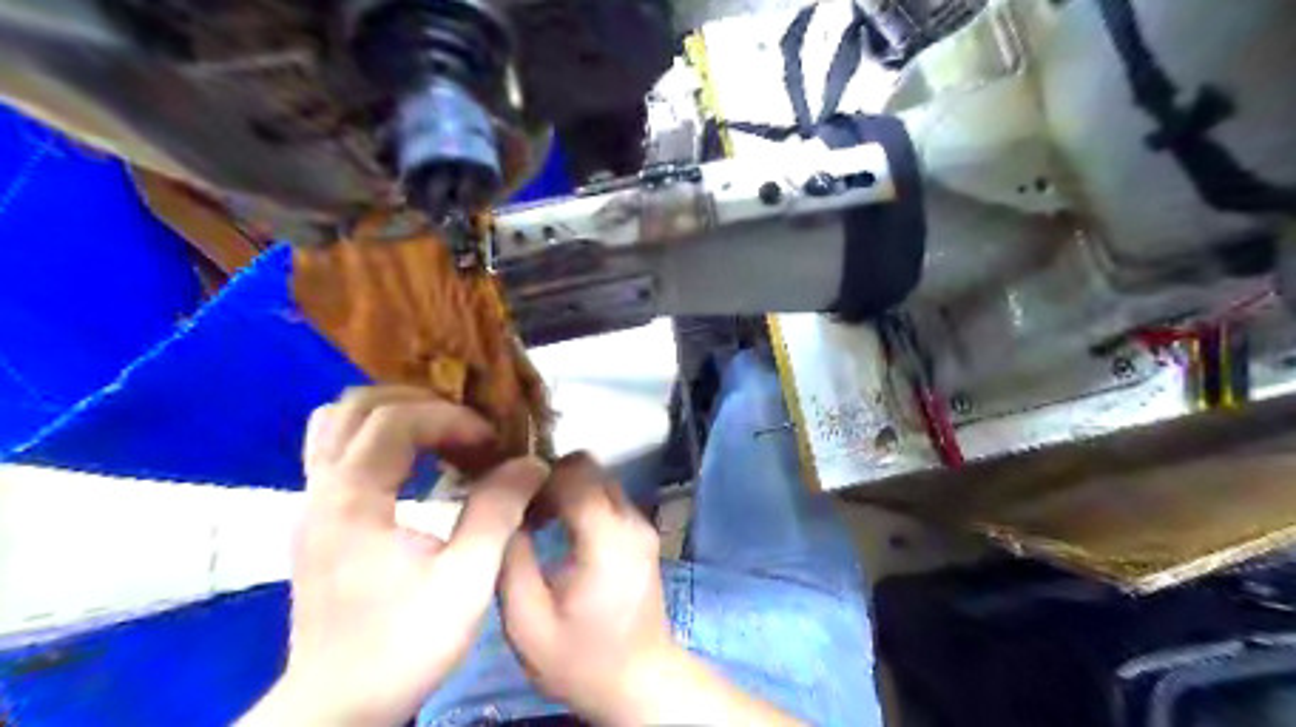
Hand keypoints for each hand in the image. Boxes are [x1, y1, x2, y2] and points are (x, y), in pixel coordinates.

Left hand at [241, 385, 546, 726]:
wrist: (338, 706)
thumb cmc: (403, 645)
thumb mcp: (467, 580)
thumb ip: (499, 511)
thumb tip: (530, 463)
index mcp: (352, 500)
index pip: (394, 420)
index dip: (450, 419)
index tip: (490, 444)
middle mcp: (321, 490)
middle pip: (357, 405)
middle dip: (421, 404)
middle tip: (465, 430)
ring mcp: (310, 502)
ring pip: (336, 422)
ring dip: (393, 414)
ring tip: (439, 435)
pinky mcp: (316, 518)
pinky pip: (336, 449)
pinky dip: (376, 438)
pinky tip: (414, 463)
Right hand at [500, 451, 806, 723]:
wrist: (639, 681)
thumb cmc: (582, 660)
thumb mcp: (527, 624)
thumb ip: (511, 563)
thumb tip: (504, 515)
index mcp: (606, 538)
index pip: (574, 472)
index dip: (538, 473)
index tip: (511, 494)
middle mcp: (631, 520)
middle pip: (589, 468)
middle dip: (551, 477)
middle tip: (522, 506)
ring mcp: (641, 524)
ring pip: (599, 478)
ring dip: (566, 488)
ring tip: (538, 519)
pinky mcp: (642, 532)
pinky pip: (608, 496)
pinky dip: (581, 500)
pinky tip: (561, 529)